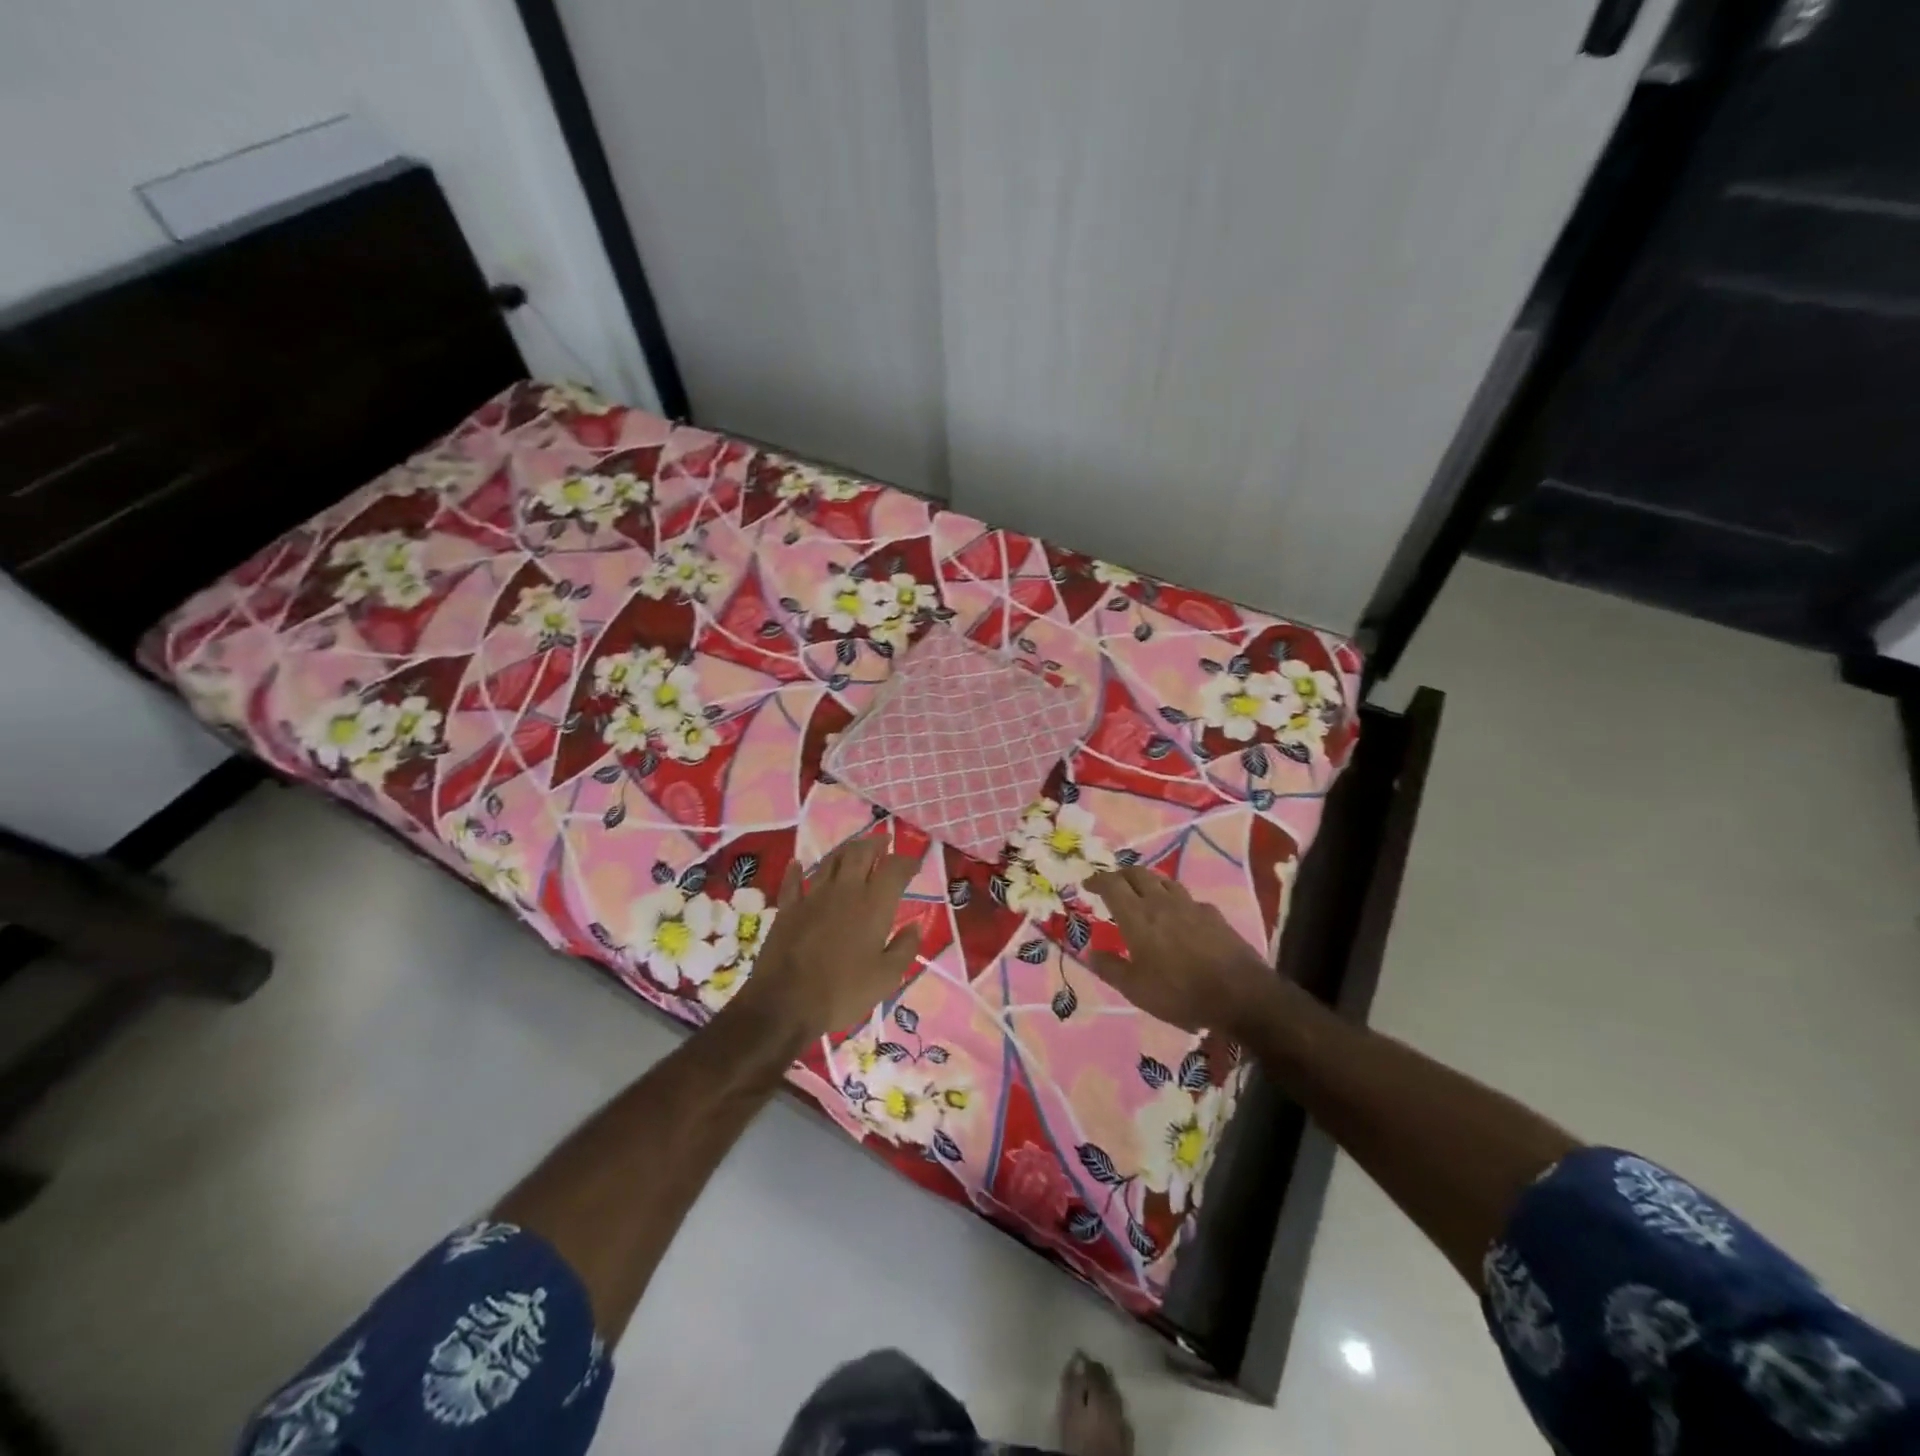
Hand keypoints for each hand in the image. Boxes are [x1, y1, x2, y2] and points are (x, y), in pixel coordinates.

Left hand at [727, 837, 923, 1045]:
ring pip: (831, 861)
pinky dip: (797, 871)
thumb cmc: (843, 991)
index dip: (907, 861)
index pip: (895, 869)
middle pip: (861, 853)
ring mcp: (813, 897)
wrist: (785, 1003)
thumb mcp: (887, 978)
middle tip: (885, 843)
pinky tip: (798, 864)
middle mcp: (845, 891)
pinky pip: (793, 882)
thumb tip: (916, 925)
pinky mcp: (788, 909)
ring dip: (845, 851)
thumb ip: (905, 948)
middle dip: (876, 844)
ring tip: (854, 849)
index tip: (915, 863)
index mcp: (873, 904)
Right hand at [1084, 867, 1275, 1034]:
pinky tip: (1180, 915)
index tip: (1088, 884)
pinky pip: (1188, 898)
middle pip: (1138, 874)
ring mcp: (1190, 905)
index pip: (1112, 884)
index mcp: (1137, 916)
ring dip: (1149, 882)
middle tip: (1114, 885)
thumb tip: (1090, 953)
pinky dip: (1176, 900)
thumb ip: (1110, 968)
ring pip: (1164, 880)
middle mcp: (1161, 902)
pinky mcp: (1213, 914)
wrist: (1240, 995)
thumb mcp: (1136, 989)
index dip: (1097, 880)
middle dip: (1121, 875)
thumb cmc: (1180, 992)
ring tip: (1144, 893)